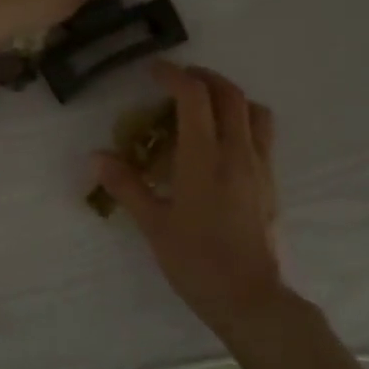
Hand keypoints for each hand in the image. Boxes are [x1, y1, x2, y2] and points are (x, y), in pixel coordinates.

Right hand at [93, 63, 288, 339]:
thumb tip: (97, 157)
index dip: (174, 75)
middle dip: (204, 77)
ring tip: (205, 106)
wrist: (249, 297)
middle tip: (178, 81)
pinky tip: (223, 143)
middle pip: (230, 93)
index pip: (195, 97)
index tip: (154, 71)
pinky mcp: (271, 181)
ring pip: (254, 110)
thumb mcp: (153, 225)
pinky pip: (263, 134)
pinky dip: (243, 120)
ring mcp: (260, 165)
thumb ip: (126, 185)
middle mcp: (237, 152)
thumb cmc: (196, 262)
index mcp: (204, 158)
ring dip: (230, 96)